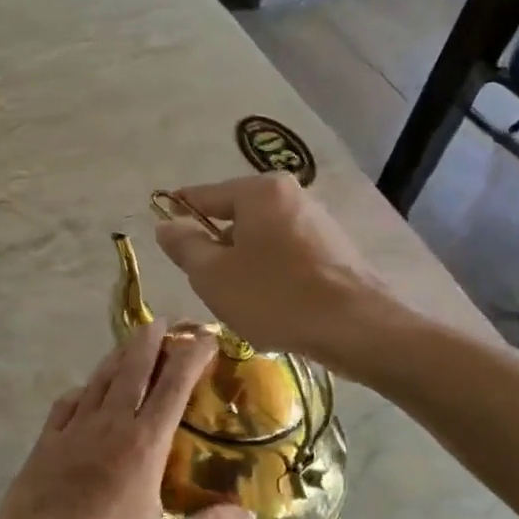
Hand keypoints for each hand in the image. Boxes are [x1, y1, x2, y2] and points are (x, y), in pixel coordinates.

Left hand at [0, 322, 256, 518]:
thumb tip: (251, 517)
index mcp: (144, 445)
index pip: (174, 387)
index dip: (191, 357)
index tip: (206, 337)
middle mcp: (110, 425)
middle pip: (132, 370)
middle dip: (151, 341)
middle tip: (163, 321)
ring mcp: (73, 430)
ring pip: (99, 380)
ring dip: (117, 357)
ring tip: (130, 344)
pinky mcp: (46, 442)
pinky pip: (67, 404)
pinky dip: (82, 390)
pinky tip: (84, 392)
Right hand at [153, 173, 396, 370]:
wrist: (356, 327)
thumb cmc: (274, 296)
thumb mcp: (213, 275)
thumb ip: (184, 246)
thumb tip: (166, 225)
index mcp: (259, 191)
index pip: (205, 195)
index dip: (179, 212)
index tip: (163, 228)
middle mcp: (292, 195)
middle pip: (237, 216)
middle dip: (217, 246)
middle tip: (206, 282)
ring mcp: (318, 221)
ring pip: (263, 238)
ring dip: (245, 262)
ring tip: (241, 299)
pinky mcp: (336, 249)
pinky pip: (288, 254)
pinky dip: (272, 272)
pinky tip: (274, 304)